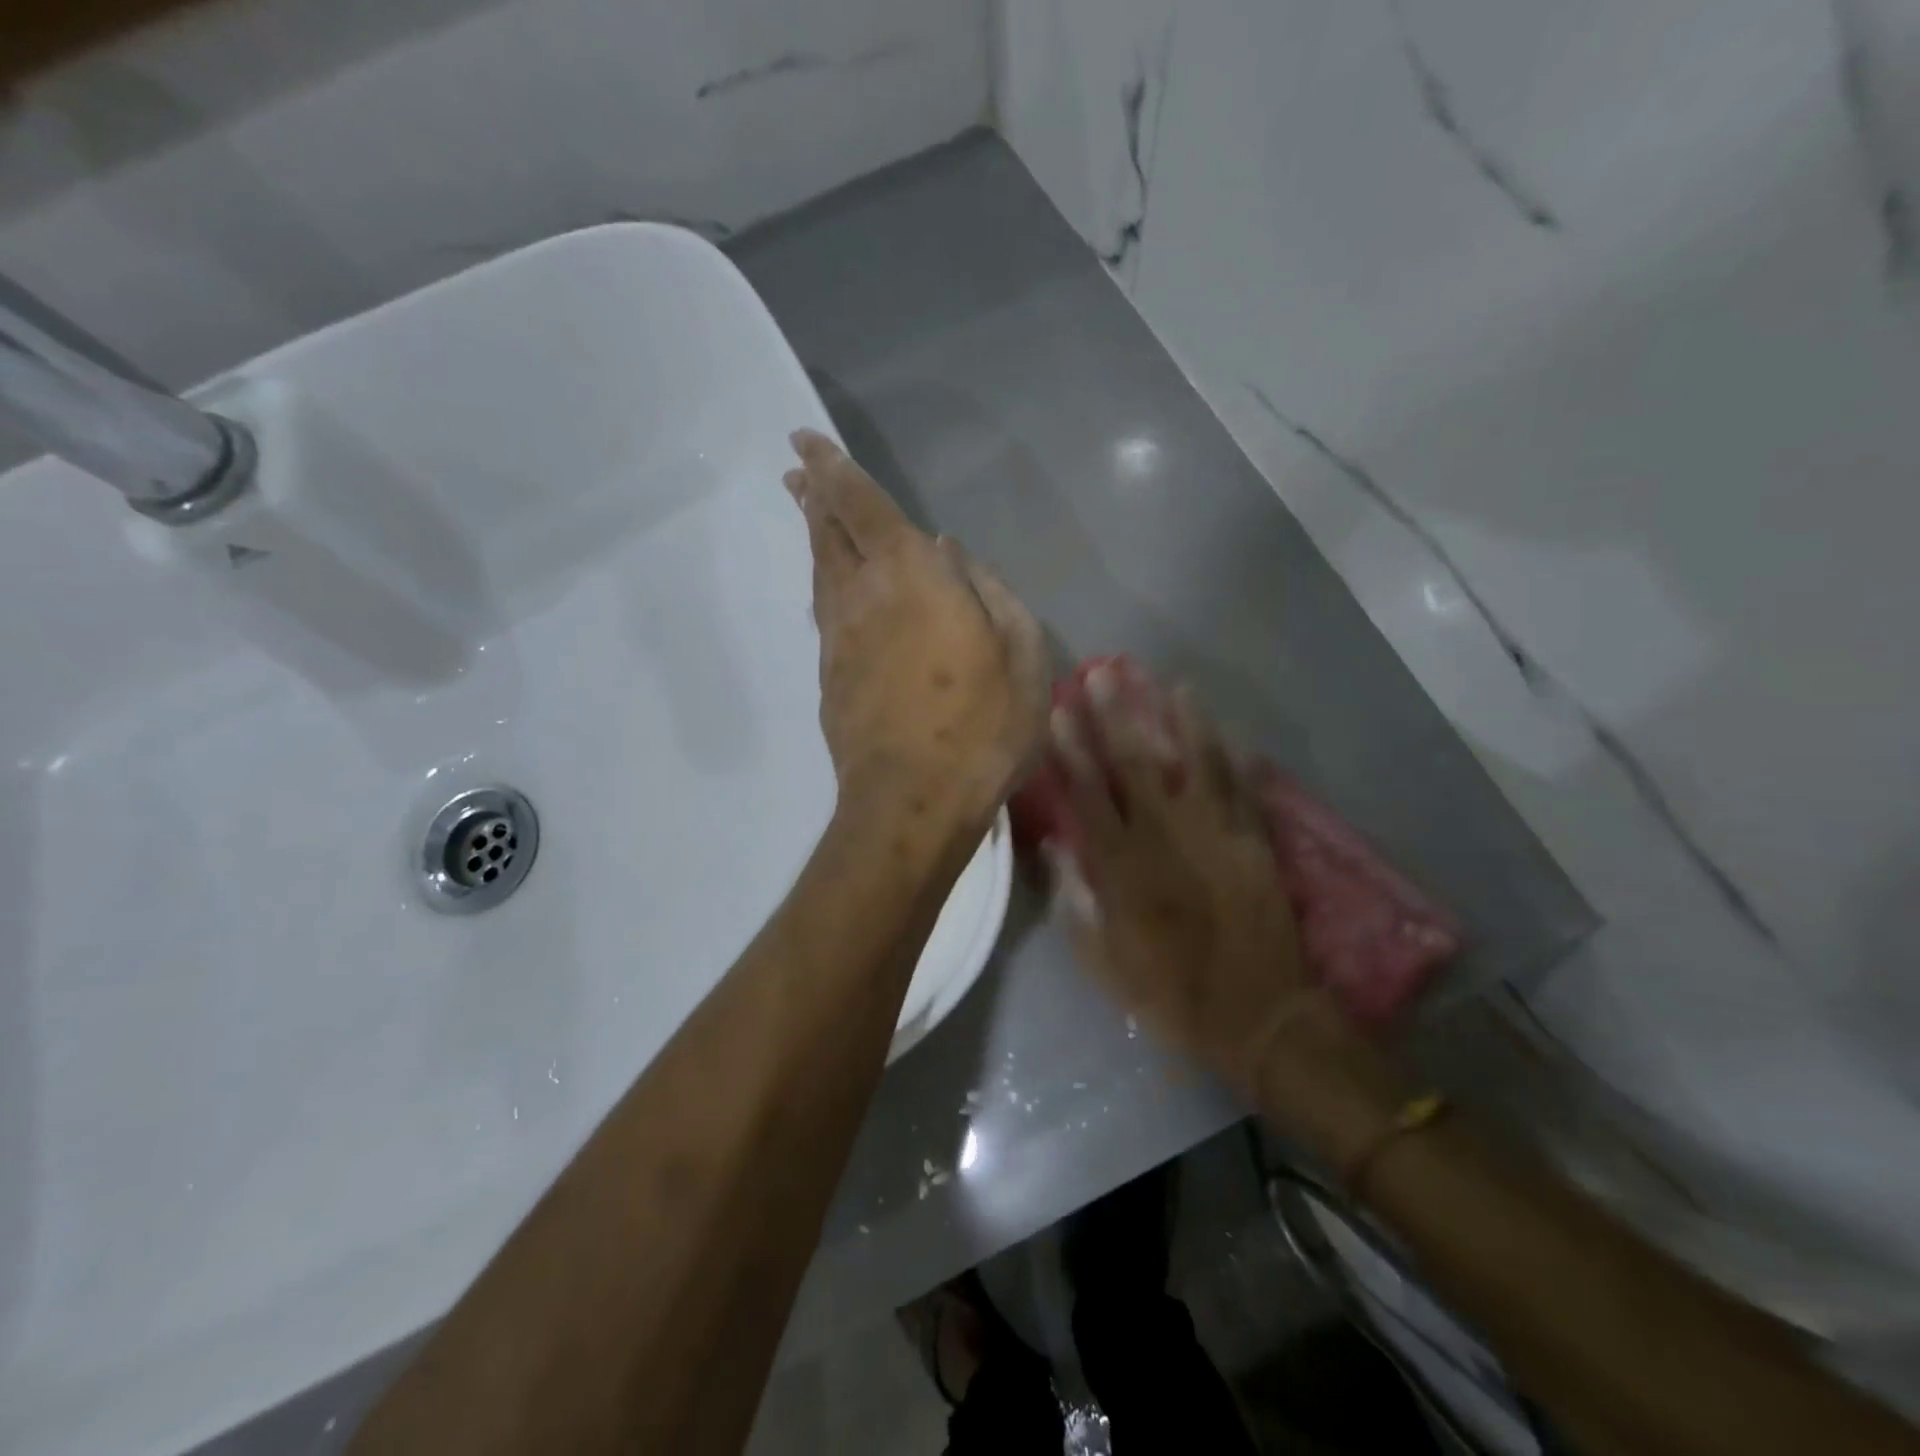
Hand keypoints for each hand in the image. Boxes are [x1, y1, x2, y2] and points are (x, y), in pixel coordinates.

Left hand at [784, 429, 1047, 827]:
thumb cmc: (981, 726)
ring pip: (821, 571)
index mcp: (912, 576)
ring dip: (814, 535)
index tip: (804, 441)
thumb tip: (952, 553)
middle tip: (797, 468)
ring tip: (808, 510)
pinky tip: (830, 584)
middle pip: (829, 533)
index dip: (833, 469)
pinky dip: (824, 582)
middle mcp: (863, 595)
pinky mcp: (830, 676)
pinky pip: (824, 611)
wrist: (911, 802)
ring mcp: (839, 639)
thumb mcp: (1021, 654)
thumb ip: (989, 592)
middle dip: (814, 495)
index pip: (861, 505)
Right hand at [1050, 668, 1403, 1158]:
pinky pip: (1243, 788)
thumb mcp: (1103, 959)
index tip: (1057, 712)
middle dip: (1115, 716)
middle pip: (1135, 765)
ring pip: (1195, 763)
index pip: (1088, 795)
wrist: (1257, 1016)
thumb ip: (1075, 898)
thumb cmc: (1169, 992)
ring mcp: (1216, 835)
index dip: (1069, 751)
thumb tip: (1055, 844)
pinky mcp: (1255, 842)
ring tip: (1169, 682)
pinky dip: (1234, 755)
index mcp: (1123, 868)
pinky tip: (1227, 726)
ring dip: (1180, 720)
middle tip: (1102, 672)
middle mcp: (1166, 838)